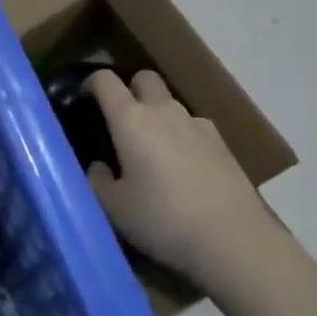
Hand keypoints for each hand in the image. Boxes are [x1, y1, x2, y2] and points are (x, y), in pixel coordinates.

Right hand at [84, 68, 272, 284]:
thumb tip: (99, 166)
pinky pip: (193, 126)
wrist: (231, 237)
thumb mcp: (115, 208)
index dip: (91, 83)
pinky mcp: (221, 142)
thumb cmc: (162, 218)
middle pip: (144, 78)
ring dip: (157, 114)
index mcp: (131, 120)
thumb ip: (98, 181)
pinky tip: (184, 167)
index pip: (105, 81)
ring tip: (153, 150)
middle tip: (121, 119)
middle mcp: (164, 111)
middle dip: (130, 89)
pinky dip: (182, 135)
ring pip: (170, 103)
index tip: (84, 98)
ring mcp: (197, 123)